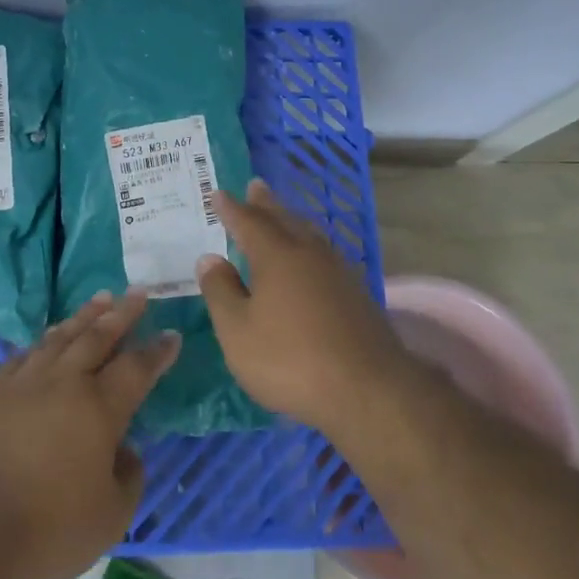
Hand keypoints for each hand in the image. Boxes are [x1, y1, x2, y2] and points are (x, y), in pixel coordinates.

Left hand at [0, 292, 178, 578]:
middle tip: (137, 293)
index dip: (157, 351)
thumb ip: (128, 478)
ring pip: (59, 338)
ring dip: (83, 317)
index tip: (171, 333)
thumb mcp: (109, 518)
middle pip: (97, 337)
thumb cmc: (47, 529)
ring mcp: (22, 384)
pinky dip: (42, 342)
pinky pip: (24, 356)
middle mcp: (63, 383)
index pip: (137, 368)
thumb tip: (126, 451)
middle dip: (122, 313)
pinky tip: (45, 339)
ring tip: (100, 299)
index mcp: (99, 409)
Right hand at [196, 179, 404, 439]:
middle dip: (266, 204)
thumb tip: (210, 259)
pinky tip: (312, 259)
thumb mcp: (238, 332)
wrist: (368, 391)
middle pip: (284, 220)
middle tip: (256, 186)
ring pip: (310, 235)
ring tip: (282, 215)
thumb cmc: (291, 360)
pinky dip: (310, 245)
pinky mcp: (357, 295)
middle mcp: (309, 254)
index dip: (231, 209)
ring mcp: (338, 273)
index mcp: (277, 256)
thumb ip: (221, 292)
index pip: (248, 222)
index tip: (219, 193)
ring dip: (292, 220)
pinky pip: (325, 254)